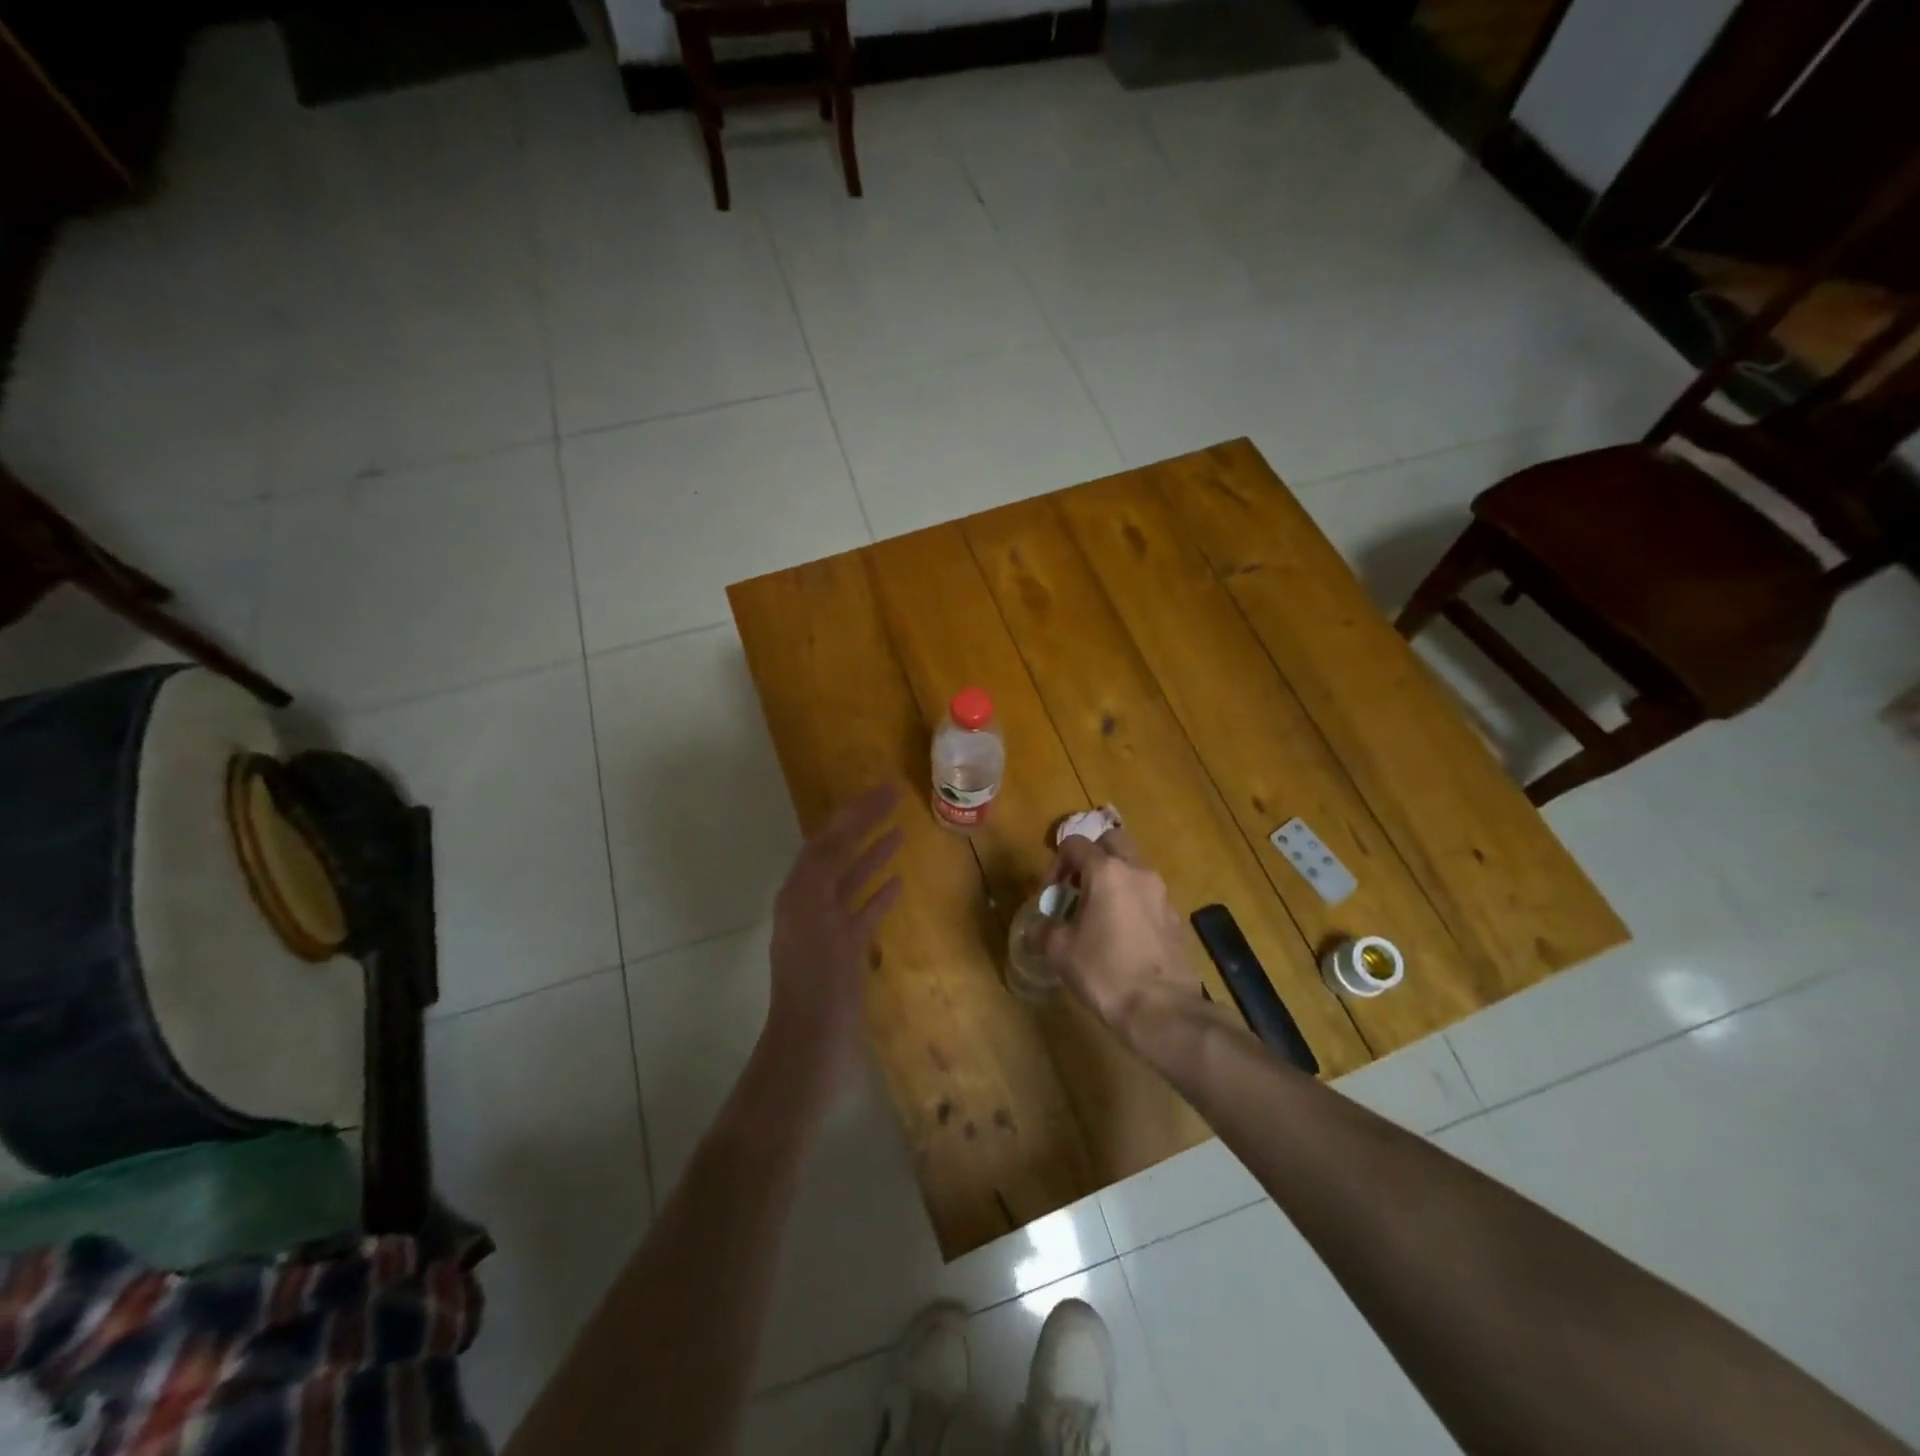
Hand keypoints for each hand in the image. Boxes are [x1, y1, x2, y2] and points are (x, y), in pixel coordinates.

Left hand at [763, 783, 905, 1112]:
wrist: (812, 1046)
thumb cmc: (815, 980)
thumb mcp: (816, 915)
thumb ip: (825, 870)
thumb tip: (841, 829)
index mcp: (799, 892)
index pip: (829, 839)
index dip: (855, 812)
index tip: (886, 789)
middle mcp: (809, 904)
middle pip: (839, 854)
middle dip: (864, 825)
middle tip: (895, 799)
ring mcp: (828, 930)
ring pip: (852, 881)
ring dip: (873, 855)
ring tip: (900, 833)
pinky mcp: (846, 954)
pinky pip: (863, 913)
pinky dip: (879, 895)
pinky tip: (899, 884)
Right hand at [1037, 828, 1203, 1046]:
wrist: (1162, 1010)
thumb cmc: (1105, 972)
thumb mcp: (1060, 952)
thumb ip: (1043, 931)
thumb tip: (1036, 929)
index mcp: (1106, 872)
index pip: (1075, 844)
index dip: (1056, 863)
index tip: (1051, 894)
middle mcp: (1137, 872)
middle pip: (1112, 841)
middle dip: (1091, 856)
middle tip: (1077, 888)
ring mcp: (1161, 894)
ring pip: (1133, 868)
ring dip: (1114, 879)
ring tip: (1098, 914)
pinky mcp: (1175, 917)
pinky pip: (1148, 895)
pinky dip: (1132, 902)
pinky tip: (1122, 935)